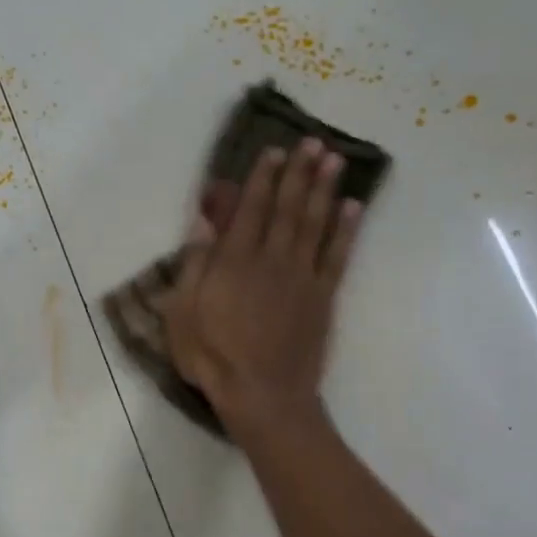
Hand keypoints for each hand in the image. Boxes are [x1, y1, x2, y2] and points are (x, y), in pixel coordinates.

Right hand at [164, 140, 362, 440]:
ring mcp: (302, 277)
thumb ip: (194, 266)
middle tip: (313, 141)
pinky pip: (337, 255)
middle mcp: (272, 259)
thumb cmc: (213, 357)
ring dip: (325, 189)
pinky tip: (353, 206)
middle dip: (299, 172)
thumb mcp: (183, 313)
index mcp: (235, 262)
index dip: (263, 178)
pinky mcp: (323, 297)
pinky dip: (346, 229)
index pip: (251, 209)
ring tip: (335, 159)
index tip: (274, 151)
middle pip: (288, 207)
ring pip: (315, 223)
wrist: (263, 394)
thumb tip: (203, 224)